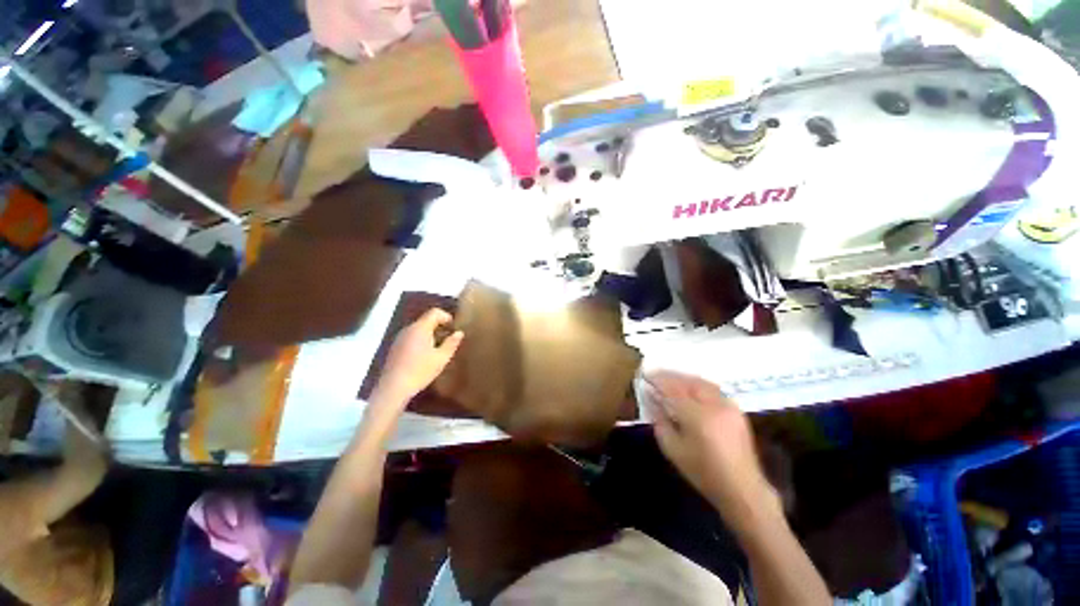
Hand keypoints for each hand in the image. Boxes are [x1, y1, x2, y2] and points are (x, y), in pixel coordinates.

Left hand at [374, 308, 463, 406]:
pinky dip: (421, 340)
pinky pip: (411, 337)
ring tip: (439, 348)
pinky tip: (425, 356)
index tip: (454, 327)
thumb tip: (459, 333)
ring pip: (418, 329)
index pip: (434, 312)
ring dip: (430, 334)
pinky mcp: (395, 347)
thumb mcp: (441, 358)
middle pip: (426, 320)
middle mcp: (408, 329)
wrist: (393, 388)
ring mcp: (400, 338)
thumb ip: (451, 343)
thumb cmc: (420, 371)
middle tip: (449, 338)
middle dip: (439, 326)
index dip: (446, 316)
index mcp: (420, 328)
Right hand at [647, 371, 780, 530]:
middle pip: (688, 381)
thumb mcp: (672, 449)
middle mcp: (714, 405)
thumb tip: (651, 398)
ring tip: (669, 379)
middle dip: (670, 376)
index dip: (658, 380)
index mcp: (697, 416)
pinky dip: (697, 384)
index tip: (645, 375)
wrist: (741, 488)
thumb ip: (659, 420)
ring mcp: (728, 405)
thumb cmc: (702, 472)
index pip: (673, 389)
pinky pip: (712, 389)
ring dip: (683, 378)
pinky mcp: (736, 409)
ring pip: (701, 382)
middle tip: (655, 375)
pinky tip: (689, 388)